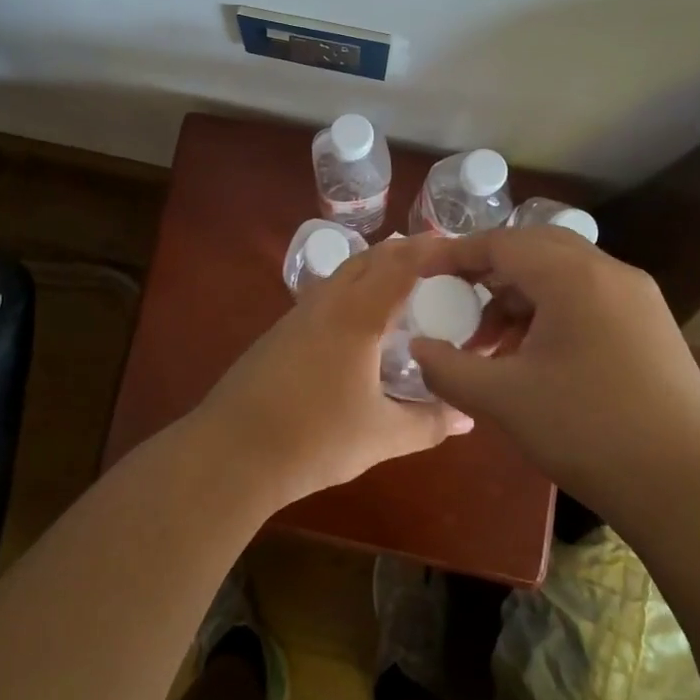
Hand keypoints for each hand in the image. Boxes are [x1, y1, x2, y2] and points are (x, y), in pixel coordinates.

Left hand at [189, 235, 475, 507]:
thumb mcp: (382, 435)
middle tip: (439, 262)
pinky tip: (359, 323)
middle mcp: (327, 302)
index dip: (431, 250)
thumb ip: (429, 422)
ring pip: (343, 274)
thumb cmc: (315, 439)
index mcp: (357, 315)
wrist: (232, 451)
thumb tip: (467, 417)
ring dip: (375, 269)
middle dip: (404, 252)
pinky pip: (325, 294)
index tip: (460, 248)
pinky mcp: (280, 332)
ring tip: (404, 286)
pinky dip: (352, 291)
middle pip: (369, 258)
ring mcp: (298, 314)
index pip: (401, 265)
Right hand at [409, 228, 699, 528]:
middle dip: (488, 273)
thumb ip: (448, 367)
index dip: (455, 255)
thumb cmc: (589, 432)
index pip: (501, 243)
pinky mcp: (652, 326)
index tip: (422, 274)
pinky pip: (588, 299)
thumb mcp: (503, 400)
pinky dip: (551, 313)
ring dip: (520, 298)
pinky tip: (536, 358)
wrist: (692, 491)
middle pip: (534, 249)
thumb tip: (417, 347)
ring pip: (562, 275)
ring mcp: (638, 298)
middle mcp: (610, 272)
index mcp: (573, 276)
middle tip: (456, 303)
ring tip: (492, 344)